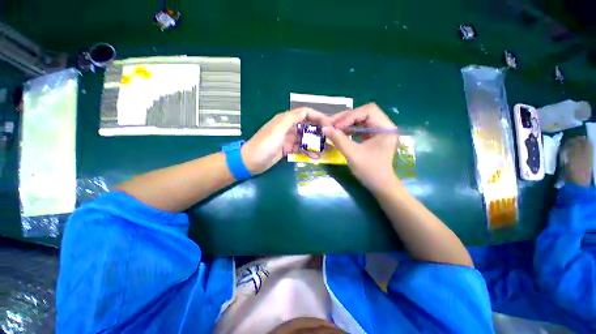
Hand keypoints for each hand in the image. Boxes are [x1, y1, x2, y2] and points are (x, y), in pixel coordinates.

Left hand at [242, 108, 330, 174]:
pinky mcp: (287, 148)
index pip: (305, 113)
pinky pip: (300, 148)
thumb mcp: (277, 130)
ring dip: (315, 143)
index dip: (318, 116)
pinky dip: (308, 152)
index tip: (329, 124)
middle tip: (330, 138)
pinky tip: (315, 157)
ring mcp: (288, 139)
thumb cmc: (264, 145)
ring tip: (326, 150)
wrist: (251, 161)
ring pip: (305, 138)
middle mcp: (288, 127)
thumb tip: (306, 111)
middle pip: (307, 126)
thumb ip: (291, 119)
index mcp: (286, 119)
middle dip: (319, 131)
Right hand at [323, 103, 398, 192]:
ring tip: (332, 128)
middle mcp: (384, 125)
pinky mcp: (372, 135)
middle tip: (330, 125)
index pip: (368, 110)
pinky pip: (359, 127)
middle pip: (363, 113)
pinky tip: (339, 132)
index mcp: (385, 128)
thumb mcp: (352, 154)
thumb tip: (324, 128)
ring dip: (345, 123)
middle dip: (346, 118)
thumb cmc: (369, 171)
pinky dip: (348, 128)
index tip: (336, 126)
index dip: (350, 116)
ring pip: (360, 119)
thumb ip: (339, 139)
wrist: (379, 184)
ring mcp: (378, 130)